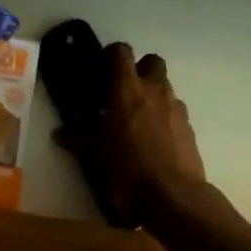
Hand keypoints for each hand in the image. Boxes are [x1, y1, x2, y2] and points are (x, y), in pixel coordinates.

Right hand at [63, 43, 208, 226]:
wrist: (173, 198)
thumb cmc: (126, 170)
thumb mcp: (92, 156)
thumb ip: (76, 138)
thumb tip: (60, 132)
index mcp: (126, 89)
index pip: (121, 52)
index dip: (111, 55)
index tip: (101, 68)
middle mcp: (154, 91)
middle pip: (152, 61)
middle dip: (139, 70)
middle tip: (123, 91)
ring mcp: (176, 108)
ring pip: (165, 87)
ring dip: (152, 96)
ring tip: (137, 121)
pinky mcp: (190, 129)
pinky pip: (175, 112)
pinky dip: (165, 118)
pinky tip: (154, 141)